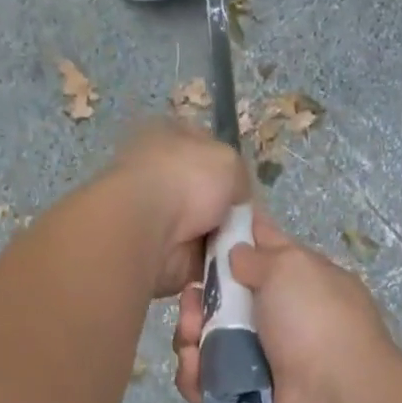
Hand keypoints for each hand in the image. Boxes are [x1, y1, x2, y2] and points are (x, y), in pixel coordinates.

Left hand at [100, 120, 252, 296]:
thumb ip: (239, 176)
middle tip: (254, 226)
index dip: (231, 171)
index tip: (249, 192)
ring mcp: (155, 216)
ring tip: (243, 247)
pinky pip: (199, 259)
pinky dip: (214, 264)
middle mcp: (158, 175)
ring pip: (206, 231)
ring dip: (225, 241)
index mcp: (167, 138)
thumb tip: (237, 199)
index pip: (206, 151)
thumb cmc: (185, 180)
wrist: (148, 229)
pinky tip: (228, 264)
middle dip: (230, 213)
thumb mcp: (229, 160)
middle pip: (208, 196)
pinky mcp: (158, 252)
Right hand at [172, 214, 396, 402]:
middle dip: (200, 298)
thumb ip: (260, 254)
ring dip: (190, 336)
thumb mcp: (293, 267)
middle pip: (224, 307)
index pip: (263, 261)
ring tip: (189, 337)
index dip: (232, 247)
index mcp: (303, 292)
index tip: (200, 240)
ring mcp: (259, 372)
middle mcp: (282, 331)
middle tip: (191, 298)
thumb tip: (238, 253)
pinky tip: (194, 367)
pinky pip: (203, 387)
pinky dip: (194, 377)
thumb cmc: (317, 324)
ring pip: (207, 346)